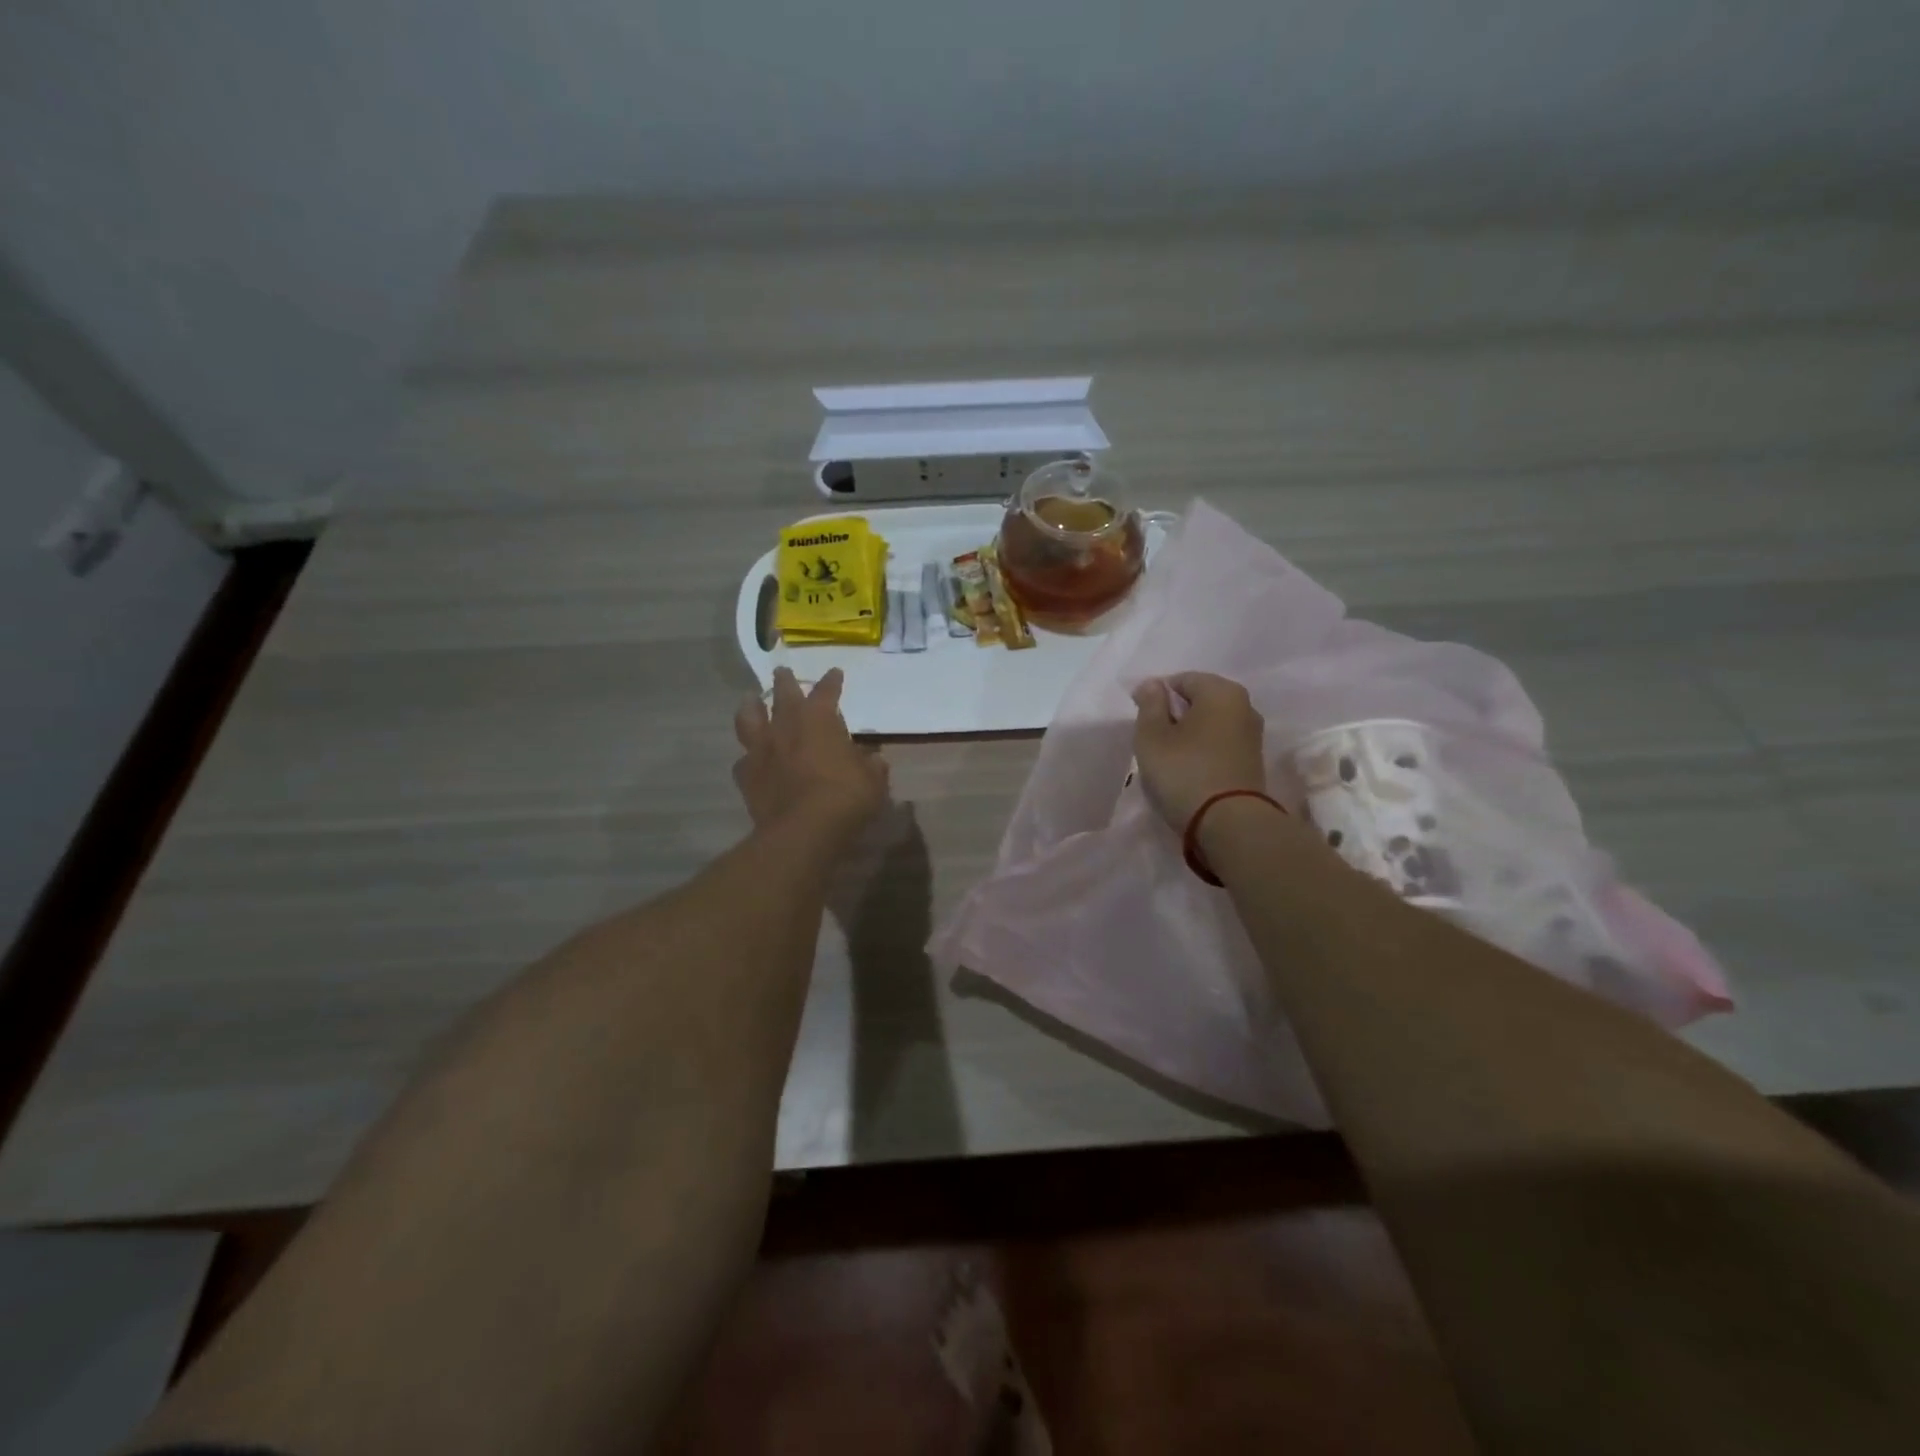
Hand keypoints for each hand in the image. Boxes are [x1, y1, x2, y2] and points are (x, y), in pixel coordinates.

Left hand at [734, 667, 888, 838]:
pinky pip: (743, 760)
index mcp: (819, 720)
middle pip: (783, 695)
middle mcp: (786, 727)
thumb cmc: (845, 797)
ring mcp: (762, 750)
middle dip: (785, 681)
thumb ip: (872, 766)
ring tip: (750, 700)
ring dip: (750, 707)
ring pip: (749, 719)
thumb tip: (874, 760)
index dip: (832, 682)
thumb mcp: (873, 781)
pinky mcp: (746, 776)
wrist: (803, 830)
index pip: (826, 692)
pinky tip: (749, 759)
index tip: (835, 673)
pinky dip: (748, 757)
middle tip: (782, 671)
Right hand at [1130, 672, 1267, 830]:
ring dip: (1189, 734)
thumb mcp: (1152, 736)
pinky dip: (1203, 750)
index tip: (1142, 721)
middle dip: (1175, 715)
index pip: (1181, 680)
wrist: (1229, 823)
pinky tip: (1188, 770)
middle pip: (1199, 701)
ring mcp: (1252, 735)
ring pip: (1210, 724)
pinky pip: (1220, 744)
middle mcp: (1244, 706)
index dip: (1156, 696)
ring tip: (1169, 758)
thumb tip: (1153, 684)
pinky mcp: (1253, 761)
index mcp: (1221, 691)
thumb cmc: (1184, 771)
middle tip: (1153, 741)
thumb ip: (1149, 704)